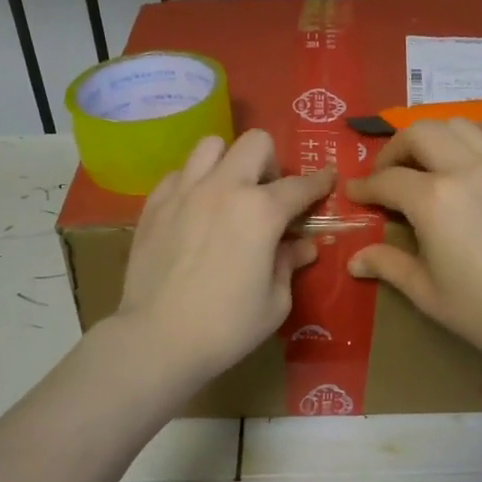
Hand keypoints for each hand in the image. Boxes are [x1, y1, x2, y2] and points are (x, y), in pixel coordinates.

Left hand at [116, 130, 333, 381]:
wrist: (157, 339)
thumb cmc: (226, 327)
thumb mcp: (275, 302)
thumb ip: (288, 264)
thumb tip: (301, 246)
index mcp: (261, 211)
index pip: (300, 185)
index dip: (319, 181)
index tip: (326, 179)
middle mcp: (224, 188)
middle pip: (255, 143)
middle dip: (270, 162)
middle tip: (268, 194)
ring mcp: (184, 192)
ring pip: (211, 146)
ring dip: (228, 162)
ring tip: (228, 193)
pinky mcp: (154, 204)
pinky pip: (179, 173)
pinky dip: (193, 183)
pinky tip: (194, 210)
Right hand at [345, 119, 481, 363]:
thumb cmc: (480, 309)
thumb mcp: (424, 290)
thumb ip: (388, 264)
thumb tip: (354, 260)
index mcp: (432, 200)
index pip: (387, 180)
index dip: (365, 187)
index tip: (355, 193)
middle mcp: (464, 170)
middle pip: (418, 134)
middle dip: (394, 150)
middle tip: (388, 173)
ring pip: (458, 124)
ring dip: (434, 136)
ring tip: (429, 160)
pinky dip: (480, 133)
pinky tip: (473, 149)